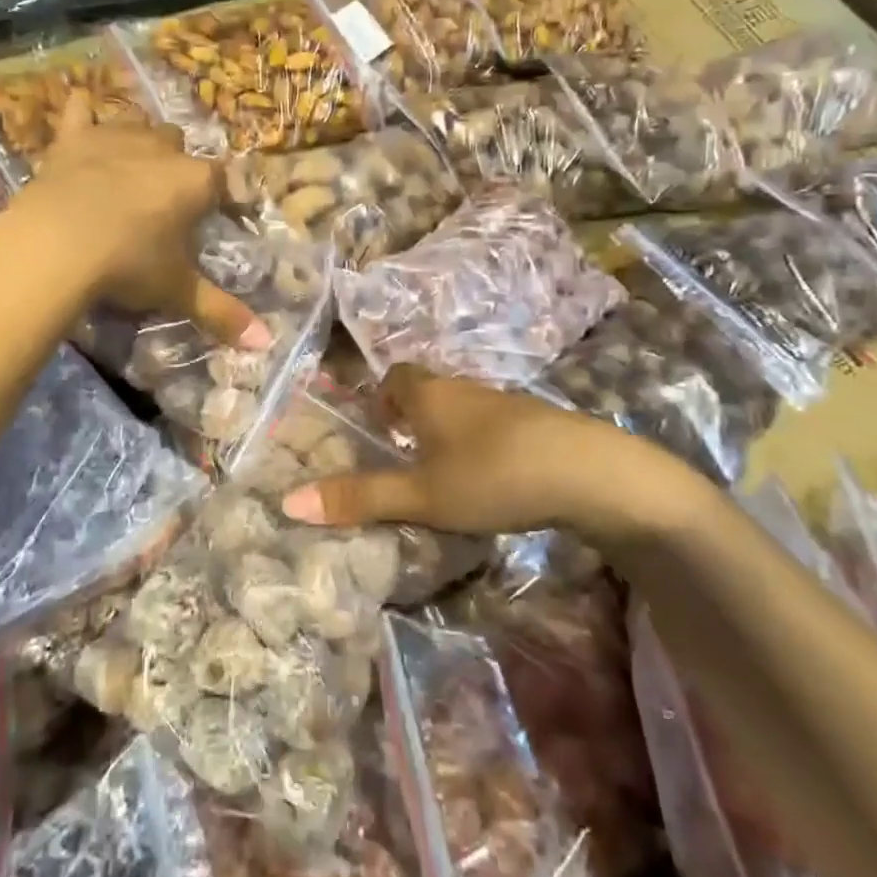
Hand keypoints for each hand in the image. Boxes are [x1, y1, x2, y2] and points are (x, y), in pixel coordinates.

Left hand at [15, 94, 269, 348]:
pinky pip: (80, 111)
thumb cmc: (129, 265)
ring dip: (138, 140)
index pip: (221, 180)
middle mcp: (161, 148)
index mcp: (195, 181)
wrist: (58, 245)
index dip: (219, 197)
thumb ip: (222, 313)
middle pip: (178, 144)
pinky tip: (82, 113)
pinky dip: (83, 113)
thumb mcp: (177, 292)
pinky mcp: (73, 138)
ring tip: (129, 168)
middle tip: (162, 202)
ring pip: (137, 123)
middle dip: (175, 165)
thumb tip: (266, 343)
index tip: (213, 216)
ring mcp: (115, 137)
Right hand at [279, 367, 719, 545]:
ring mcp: (505, 401)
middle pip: (429, 389)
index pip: (396, 375)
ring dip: (448, 429)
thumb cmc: (491, 475)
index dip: (382, 395)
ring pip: (463, 406)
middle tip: (402, 454)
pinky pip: (494, 423)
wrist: (588, 472)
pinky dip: (481, 441)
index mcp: (429, 394)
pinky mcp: (537, 421)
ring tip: (442, 471)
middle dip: (412, 414)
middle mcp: (464, 388)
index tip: (377, 427)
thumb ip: (359, 498)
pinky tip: (490, 476)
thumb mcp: (420, 495)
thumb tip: (288, 501)